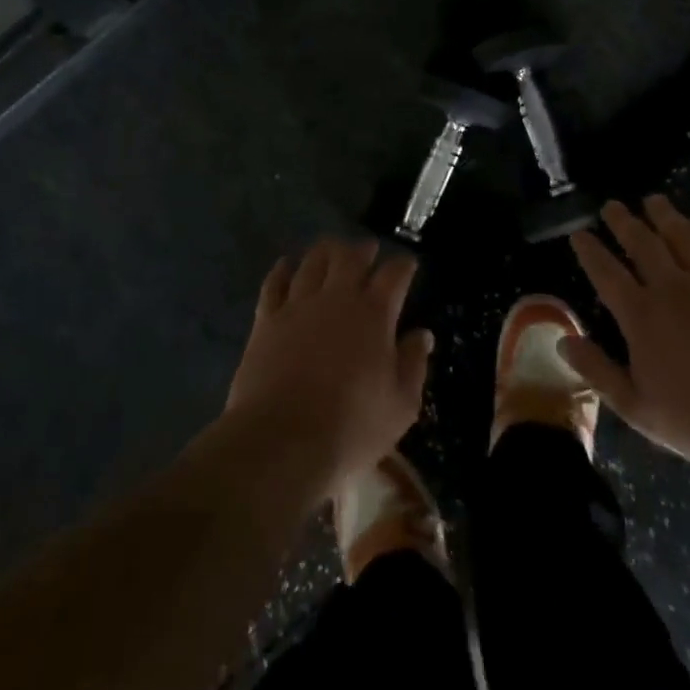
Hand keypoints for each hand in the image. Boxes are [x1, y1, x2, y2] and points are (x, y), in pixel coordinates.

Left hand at [225, 237, 432, 498]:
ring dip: (326, 251)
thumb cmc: (351, 427)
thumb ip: (413, 364)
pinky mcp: (267, 320)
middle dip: (363, 249)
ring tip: (332, 248)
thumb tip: (422, 335)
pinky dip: (282, 270)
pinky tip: (286, 264)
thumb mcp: (400, 405)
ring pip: (313, 262)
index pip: (394, 275)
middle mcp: (337, 298)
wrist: (282, 441)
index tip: (409, 264)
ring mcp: (298, 305)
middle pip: (350, 257)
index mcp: (374, 314)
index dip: (404, 265)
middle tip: (368, 249)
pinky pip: (274, 283)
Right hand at [564, 196, 689, 479]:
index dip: (590, 251)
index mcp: (641, 316)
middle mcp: (672, 289)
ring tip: (653, 200)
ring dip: (664, 216)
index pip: (606, 273)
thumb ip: (598, 371)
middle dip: (624, 222)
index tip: (579, 233)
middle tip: (612, 205)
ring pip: (681, 238)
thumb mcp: (638, 408)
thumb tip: (564, 340)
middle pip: (642, 244)